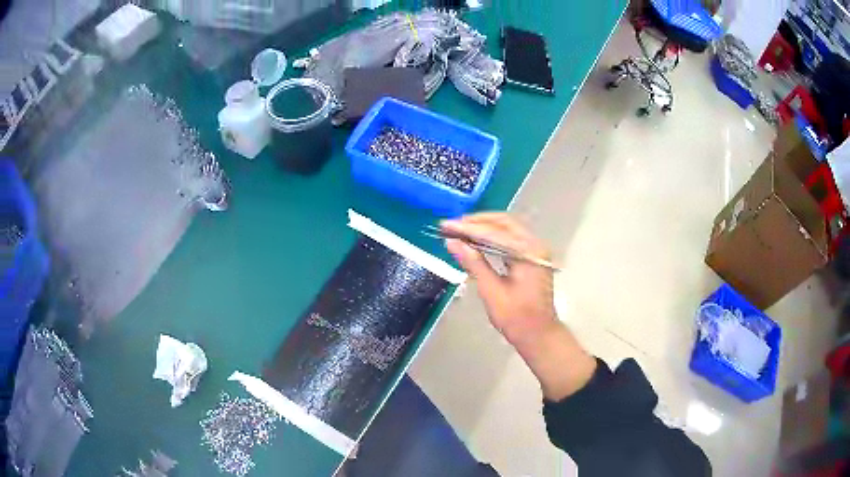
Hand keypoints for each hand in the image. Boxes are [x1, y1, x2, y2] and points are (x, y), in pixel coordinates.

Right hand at [441, 213, 557, 346]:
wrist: (538, 335)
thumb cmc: (516, 317)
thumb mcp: (491, 290)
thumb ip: (473, 263)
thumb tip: (452, 242)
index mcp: (528, 252)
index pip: (494, 232)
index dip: (468, 227)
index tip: (446, 226)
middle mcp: (535, 245)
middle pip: (504, 223)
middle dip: (477, 222)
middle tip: (452, 225)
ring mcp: (535, 251)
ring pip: (507, 229)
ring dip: (484, 228)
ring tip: (459, 230)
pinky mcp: (531, 258)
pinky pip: (510, 240)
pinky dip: (492, 238)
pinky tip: (476, 242)